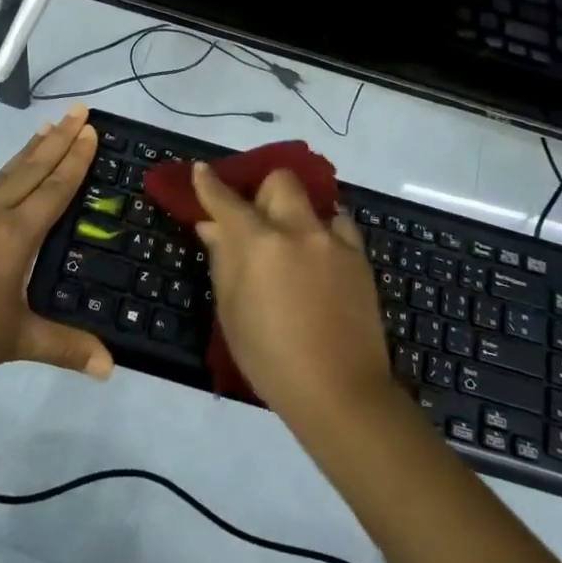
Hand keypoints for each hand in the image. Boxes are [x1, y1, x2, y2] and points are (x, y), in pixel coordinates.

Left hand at [0, 108, 114, 387]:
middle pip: (33, 170)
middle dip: (60, 140)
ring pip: (3, 173)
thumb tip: (111, 368)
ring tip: (49, 124)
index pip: (54, 190)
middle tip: (80, 111)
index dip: (76, 160)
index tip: (91, 131)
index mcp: (15, 237)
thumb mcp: (15, 341)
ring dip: (28, 148)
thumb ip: (65, 348)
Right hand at [190, 164, 392, 430]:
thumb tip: (212, 227)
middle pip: (280, 182)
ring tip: (294, 243)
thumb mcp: (232, 312)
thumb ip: (223, 261)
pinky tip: (321, 258)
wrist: (340, 392)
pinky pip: (340, 227)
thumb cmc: (270, 358)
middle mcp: (298, 230)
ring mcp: (334, 242)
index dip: (209, 184)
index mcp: (260, 244)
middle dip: (263, 191)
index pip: (227, 201)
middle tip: (257, 220)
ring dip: (298, 213)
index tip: (201, 170)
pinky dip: (325, 233)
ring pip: (315, 202)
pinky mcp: (360, 259)